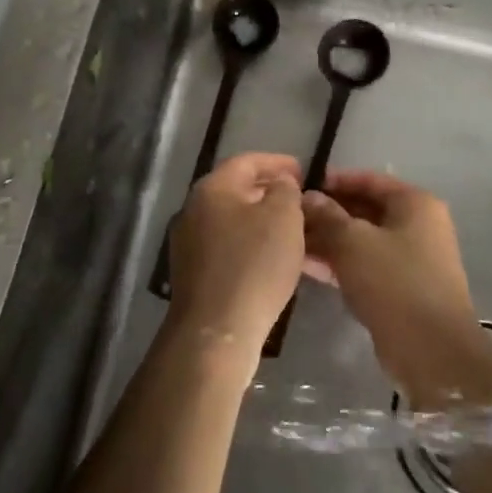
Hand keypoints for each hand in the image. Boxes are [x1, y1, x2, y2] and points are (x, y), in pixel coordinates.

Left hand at [166, 152, 305, 364]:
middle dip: (268, 191)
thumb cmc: (254, 265)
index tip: (303, 171)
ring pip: (231, 219)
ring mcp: (188, 243)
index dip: (277, 162)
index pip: (247, 161)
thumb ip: (285, 190)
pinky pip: (225, 246)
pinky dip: (248, 244)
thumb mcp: (283, 218)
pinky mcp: (192, 273)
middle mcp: (193, 209)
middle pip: (235, 189)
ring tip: (290, 230)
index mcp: (212, 188)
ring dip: (259, 220)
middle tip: (298, 199)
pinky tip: (269, 259)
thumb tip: (280, 184)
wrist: (216, 331)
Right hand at [302, 170, 491, 407]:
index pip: (369, 180)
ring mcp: (412, 259)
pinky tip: (307, 265)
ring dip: (330, 240)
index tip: (302, 186)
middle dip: (328, 213)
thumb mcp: (353, 243)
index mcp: (415, 204)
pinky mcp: (402, 289)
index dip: (335, 181)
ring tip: (291, 241)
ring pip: (363, 240)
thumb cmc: (395, 283)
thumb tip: (307, 197)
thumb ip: (328, 216)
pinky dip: (340, 263)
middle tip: (292, 217)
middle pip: (366, 210)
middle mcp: (418, 225)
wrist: (433, 352)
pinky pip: (366, 265)